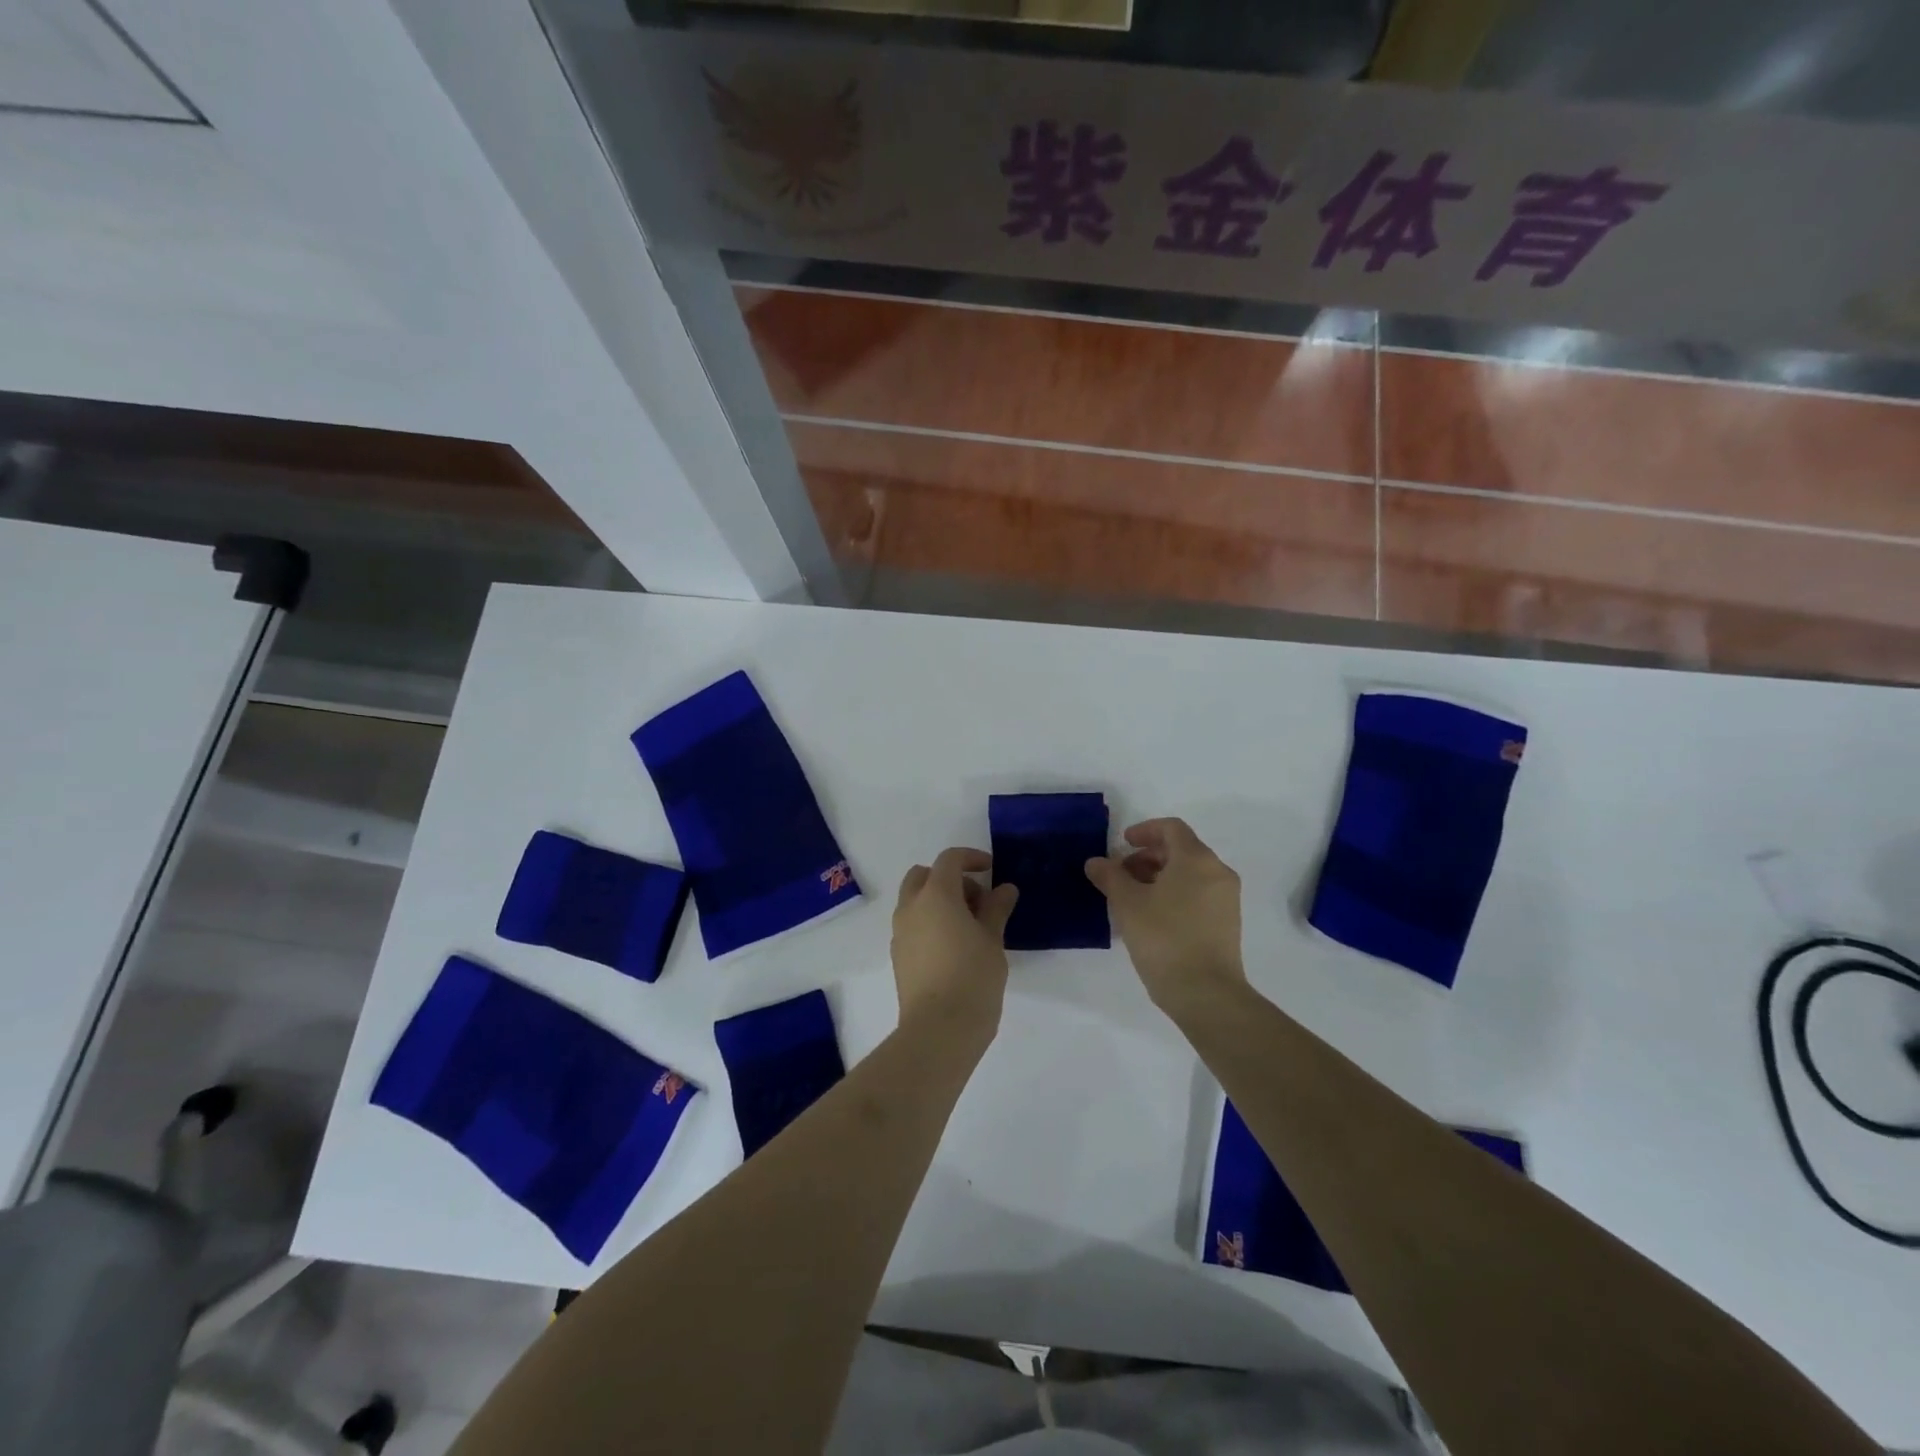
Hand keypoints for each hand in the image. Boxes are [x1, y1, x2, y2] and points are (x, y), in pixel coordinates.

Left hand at [891, 848, 1018, 1050]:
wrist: (938, 1030)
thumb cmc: (973, 977)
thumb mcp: (993, 939)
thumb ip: (996, 909)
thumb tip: (1004, 889)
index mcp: (935, 895)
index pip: (949, 860)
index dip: (971, 858)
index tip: (991, 870)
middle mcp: (911, 907)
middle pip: (924, 875)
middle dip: (949, 879)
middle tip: (977, 900)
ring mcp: (900, 932)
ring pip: (914, 900)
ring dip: (938, 901)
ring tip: (969, 927)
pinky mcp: (898, 956)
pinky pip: (912, 925)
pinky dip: (929, 922)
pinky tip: (953, 948)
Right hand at [1085, 818, 1245, 1013]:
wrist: (1206, 994)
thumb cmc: (1164, 938)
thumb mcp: (1127, 904)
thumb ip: (1110, 876)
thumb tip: (1096, 862)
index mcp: (1197, 859)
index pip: (1171, 828)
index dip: (1144, 830)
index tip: (1122, 844)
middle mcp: (1218, 872)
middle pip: (1181, 849)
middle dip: (1148, 856)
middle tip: (1121, 874)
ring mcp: (1226, 899)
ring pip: (1189, 873)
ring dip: (1159, 876)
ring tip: (1132, 898)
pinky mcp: (1227, 923)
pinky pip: (1198, 894)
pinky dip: (1174, 893)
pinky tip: (1151, 917)